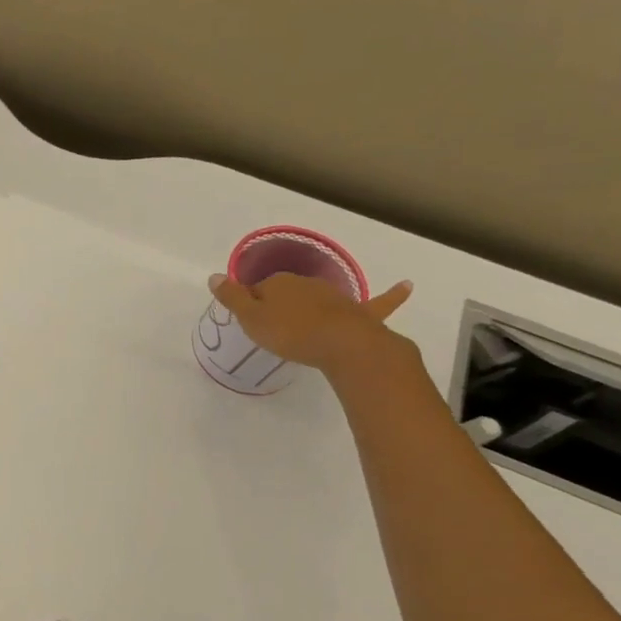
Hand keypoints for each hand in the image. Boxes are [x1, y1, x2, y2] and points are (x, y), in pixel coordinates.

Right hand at [209, 271, 413, 372]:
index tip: (250, 323)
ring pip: (318, 298)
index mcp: (278, 283)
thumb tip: (214, 276)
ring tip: (304, 321)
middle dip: (279, 304)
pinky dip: (392, 295)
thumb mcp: (250, 319)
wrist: (341, 344)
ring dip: (311, 304)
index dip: (250, 305)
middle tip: (273, 328)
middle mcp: (307, 284)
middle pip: (287, 292)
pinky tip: (406, 286)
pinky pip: (379, 302)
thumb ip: (232, 298)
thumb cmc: (290, 333)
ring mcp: (336, 297)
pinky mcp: (361, 313)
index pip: (257, 290)